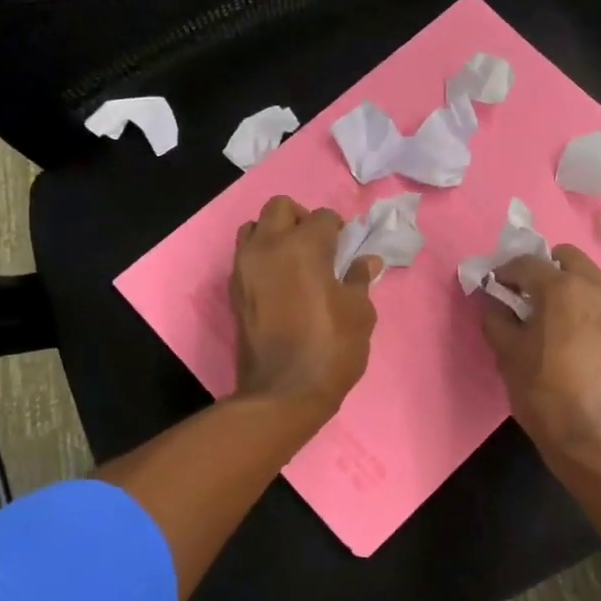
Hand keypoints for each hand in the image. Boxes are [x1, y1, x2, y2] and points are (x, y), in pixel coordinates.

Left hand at [231, 196, 380, 416]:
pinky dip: (262, 257)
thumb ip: (359, 279)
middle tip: (319, 245)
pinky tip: (281, 282)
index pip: (323, 217)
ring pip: (254, 228)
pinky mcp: (234, 291)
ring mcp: (245, 268)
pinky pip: (245, 256)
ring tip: (295, 261)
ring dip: (274, 234)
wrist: (282, 393)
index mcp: (303, 246)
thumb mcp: (359, 313)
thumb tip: (366, 260)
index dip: (339, 230)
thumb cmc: (330, 348)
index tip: (347, 248)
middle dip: (302, 218)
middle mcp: (268, 246)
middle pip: (280, 208)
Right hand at [479, 247, 600, 477]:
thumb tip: (493, 300)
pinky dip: (588, 305)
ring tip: (552, 318)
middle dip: (542, 271)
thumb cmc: (546, 395)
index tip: (494, 287)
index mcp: (565, 288)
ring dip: (568, 286)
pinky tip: (576, 335)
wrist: (599, 440)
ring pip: (590, 278)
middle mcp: (600, 286)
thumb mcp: (508, 355)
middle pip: (566, 258)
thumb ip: (496, 317)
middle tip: (526, 298)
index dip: (505, 273)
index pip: (527, 263)